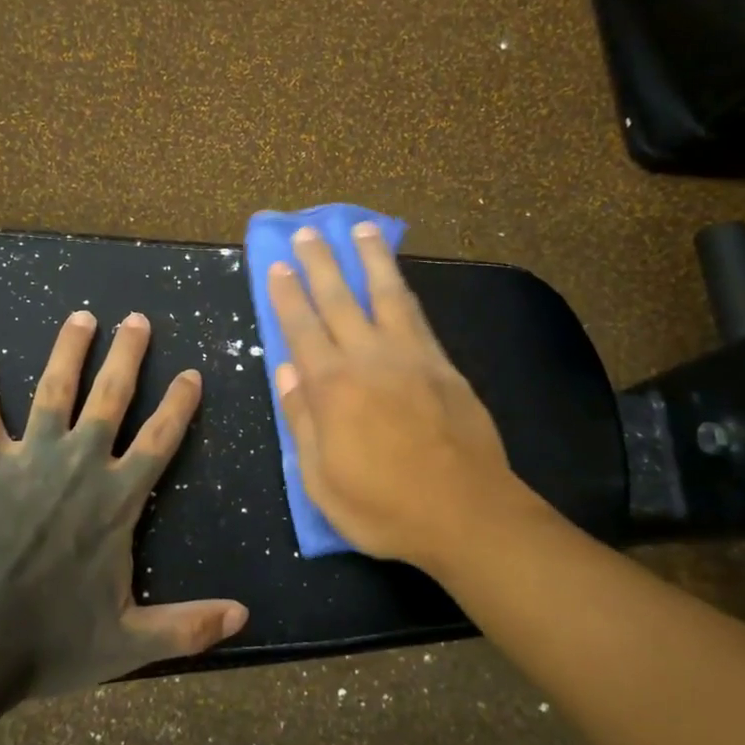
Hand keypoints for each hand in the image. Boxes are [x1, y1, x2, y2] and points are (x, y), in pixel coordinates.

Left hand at [0, 310, 247, 696]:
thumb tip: (245, 616)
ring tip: (81, 317)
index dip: (179, 403)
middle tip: (137, 319)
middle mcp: (79, 464)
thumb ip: (188, 626)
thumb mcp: (129, 642)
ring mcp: (29, 459)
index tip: (191, 372)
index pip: (160, 439)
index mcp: (117, 498)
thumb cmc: (50, 641)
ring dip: (68, 351)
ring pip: (54, 391)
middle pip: (111, 396)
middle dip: (128, 354)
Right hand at [267, 223, 535, 570]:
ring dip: (371, 259)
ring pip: (386, 294)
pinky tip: (399, 280)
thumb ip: (301, 420)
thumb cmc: (384, 507)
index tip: (277, 264)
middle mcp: (369, 359)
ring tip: (362, 230)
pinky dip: (404, 290)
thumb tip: (284, 371)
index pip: (302, 328)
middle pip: (339, 299)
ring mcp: (411, 357)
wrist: (466, 514)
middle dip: (321, 263)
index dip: (287, 294)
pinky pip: (418, 316)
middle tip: (309, 232)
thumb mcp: (322, 479)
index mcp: (332, 388)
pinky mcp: (443, 365)